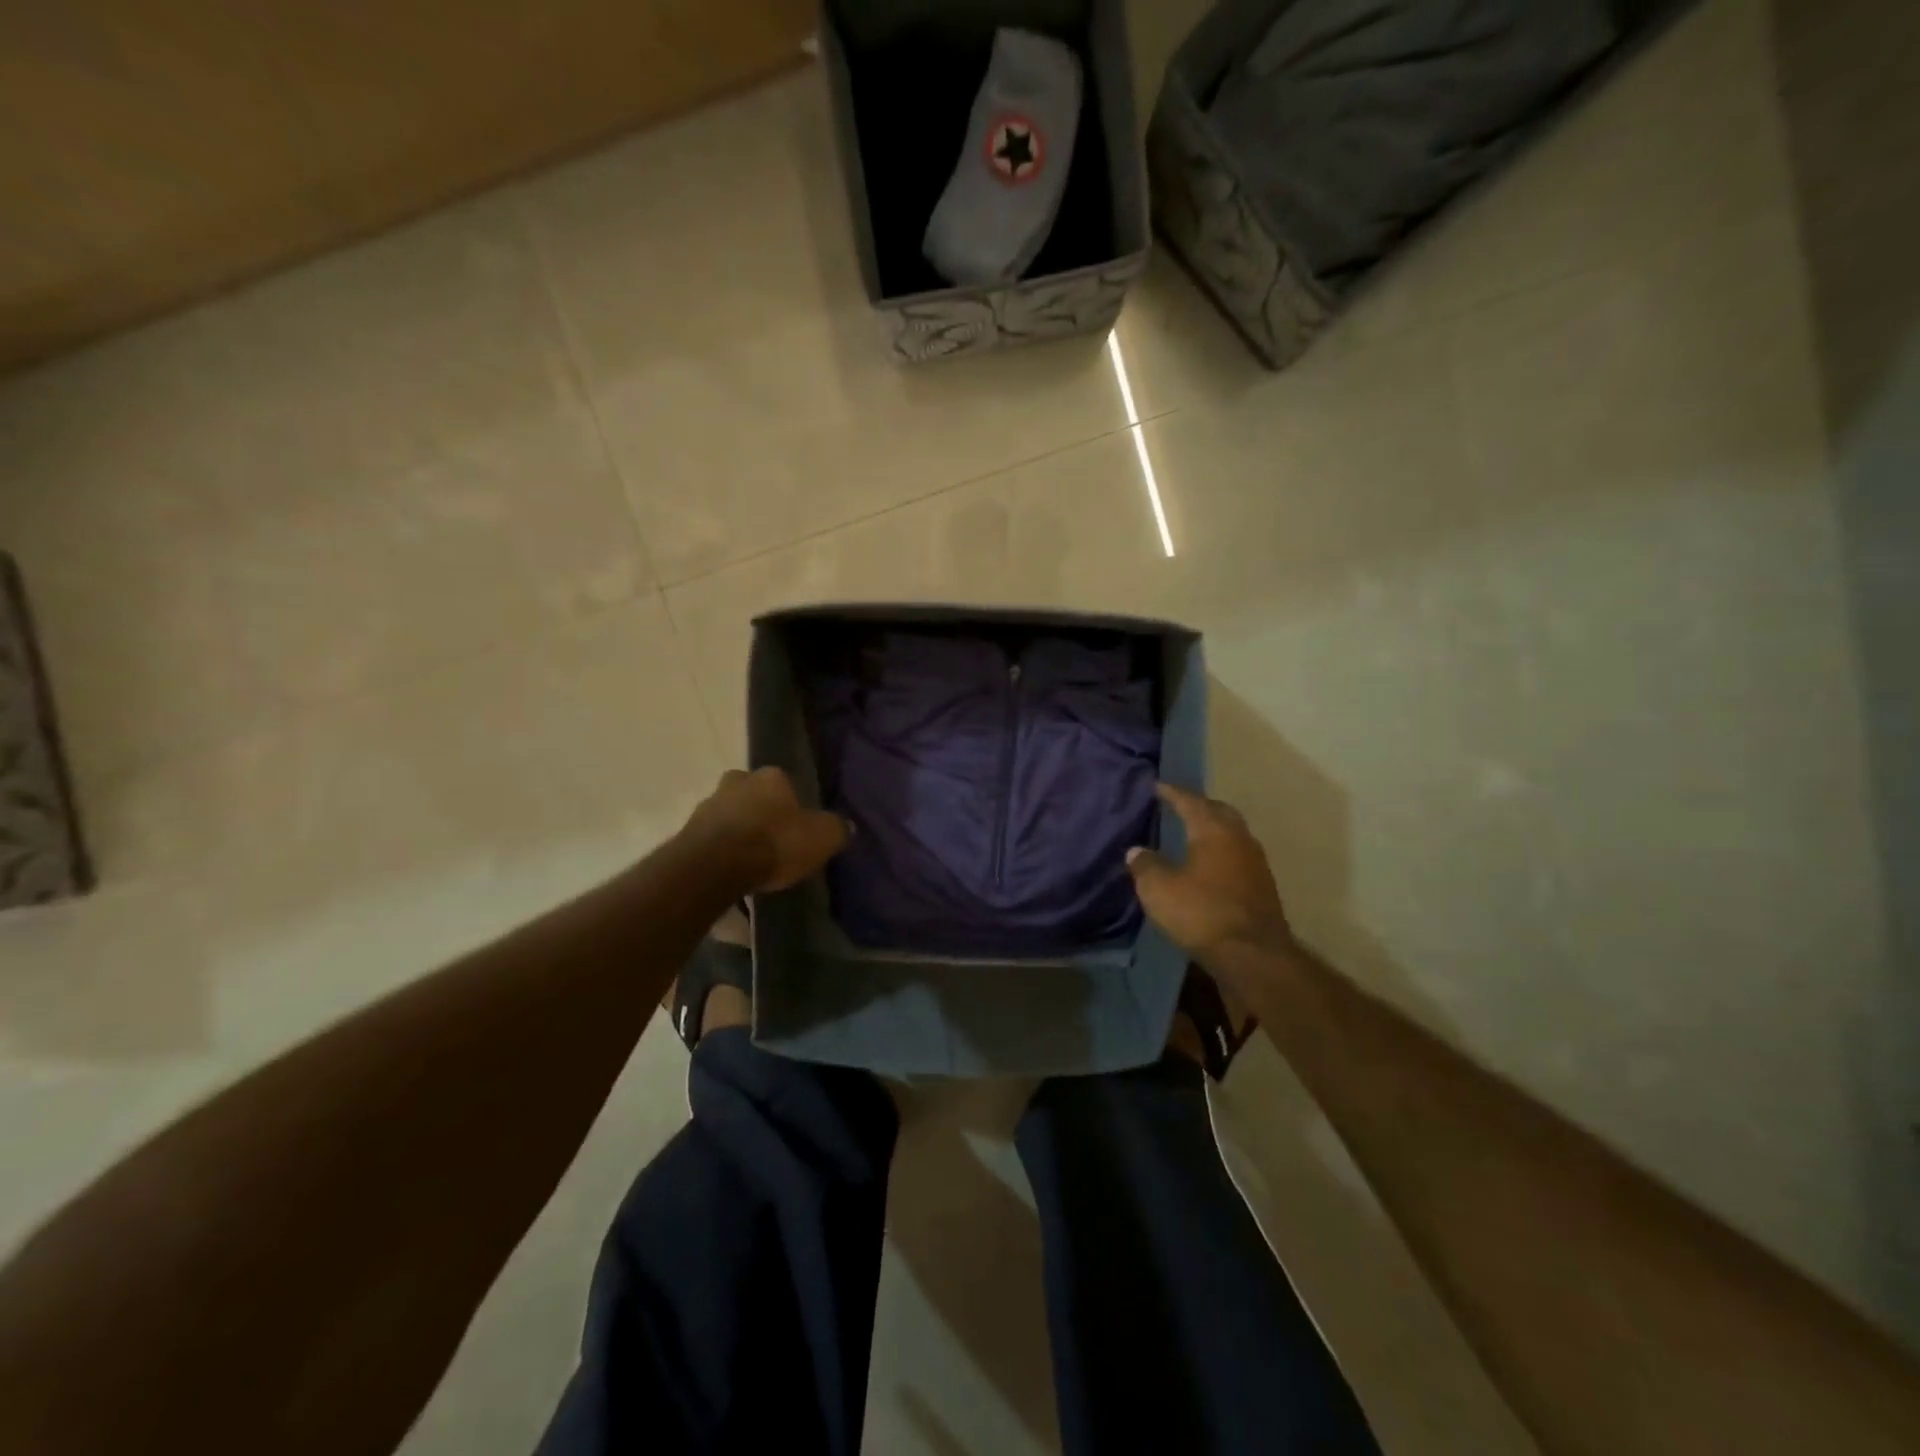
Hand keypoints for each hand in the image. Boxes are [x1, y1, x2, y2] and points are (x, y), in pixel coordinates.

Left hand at [681, 768, 849, 892]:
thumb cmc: (774, 843)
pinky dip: (720, 851)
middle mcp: (736, 782)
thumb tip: (845, 826)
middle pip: (751, 794)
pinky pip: (711, 839)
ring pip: (728, 815)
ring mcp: (707, 806)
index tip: (796, 826)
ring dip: (737, 831)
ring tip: (750, 860)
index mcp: (770, 776)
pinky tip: (731, 871)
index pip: (784, 782)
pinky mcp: (687, 833)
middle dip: (759, 811)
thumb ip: (835, 829)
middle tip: (770, 838)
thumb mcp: (822, 838)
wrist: (715, 867)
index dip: (791, 803)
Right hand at [1127, 784, 1292, 965]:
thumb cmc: (1201, 913)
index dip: (1171, 792)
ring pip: (1232, 833)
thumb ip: (1145, 865)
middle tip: (1178, 806)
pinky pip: (1237, 855)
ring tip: (1192, 834)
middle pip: (1219, 811)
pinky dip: (1221, 852)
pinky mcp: (1262, 886)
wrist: (1253, 955)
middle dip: (1198, 806)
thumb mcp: (1159, 889)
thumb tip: (1137, 851)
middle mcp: (1239, 838)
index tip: (1156, 786)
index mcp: (1213, 830)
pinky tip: (1209, 865)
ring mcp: (1256, 862)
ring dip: (1213, 830)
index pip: (1190, 801)